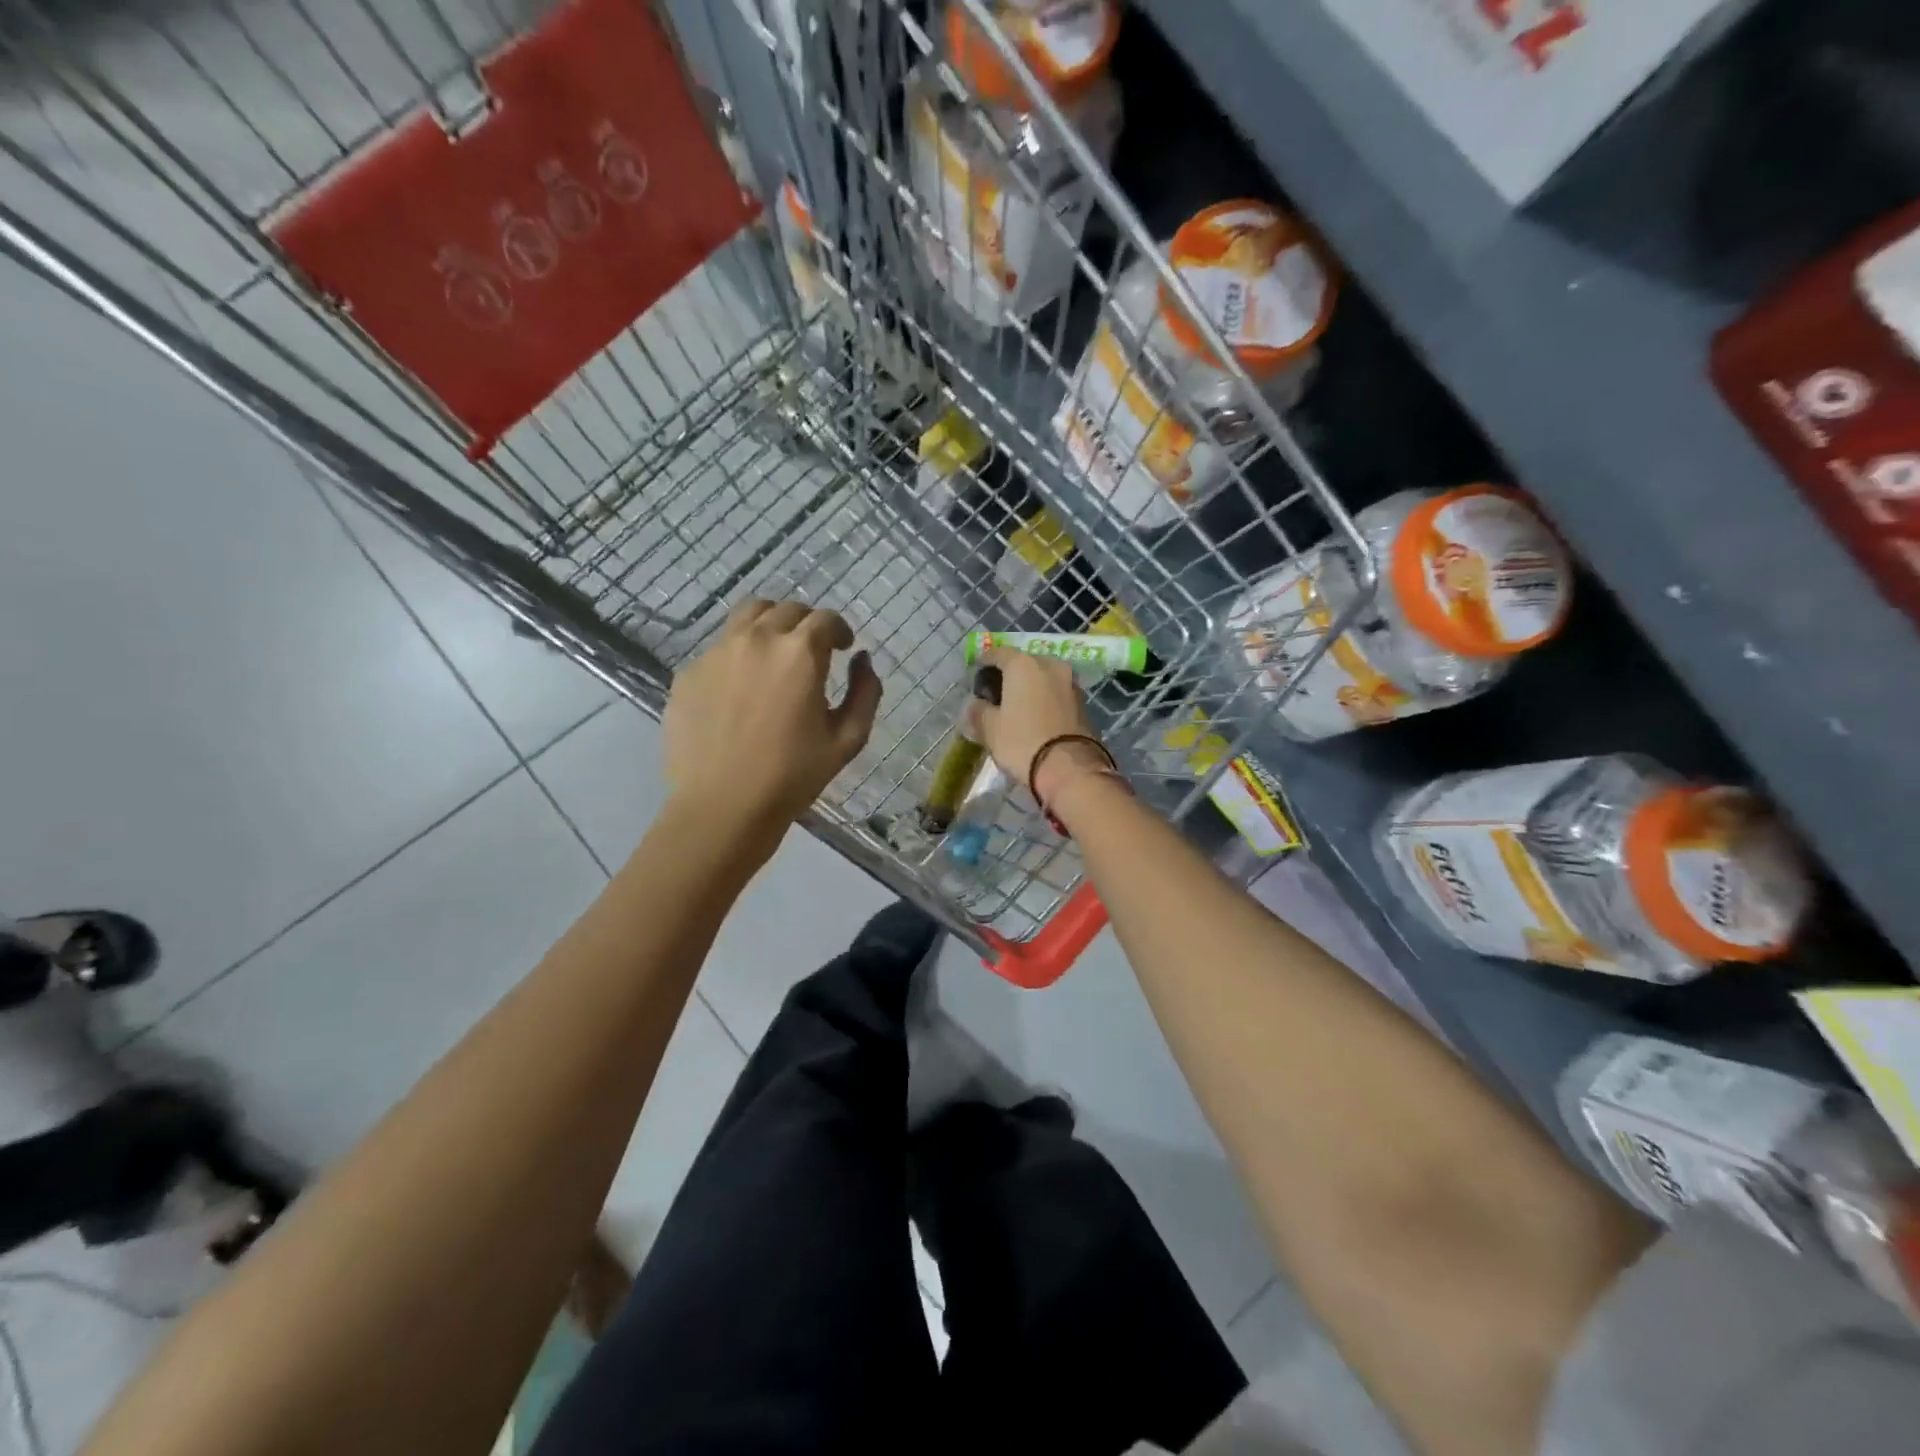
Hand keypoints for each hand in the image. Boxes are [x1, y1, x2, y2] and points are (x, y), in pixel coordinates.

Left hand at [663, 600, 881, 839]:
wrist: (723, 806)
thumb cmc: (793, 776)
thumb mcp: (848, 739)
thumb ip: (865, 692)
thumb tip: (862, 660)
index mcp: (800, 653)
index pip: (826, 619)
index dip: (840, 630)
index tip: (843, 647)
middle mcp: (757, 639)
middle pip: (786, 609)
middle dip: (806, 624)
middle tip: (811, 650)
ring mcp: (717, 653)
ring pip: (747, 616)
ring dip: (770, 625)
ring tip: (774, 653)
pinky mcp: (689, 673)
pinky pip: (719, 648)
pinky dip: (738, 654)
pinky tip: (741, 688)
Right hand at [971, 648, 1108, 808]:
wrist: (1071, 770)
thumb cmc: (1023, 743)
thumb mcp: (990, 729)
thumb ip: (978, 711)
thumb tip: (976, 705)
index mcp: (1023, 664)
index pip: (997, 654)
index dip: (983, 664)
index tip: (975, 679)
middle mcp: (1050, 664)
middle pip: (1023, 663)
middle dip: (1008, 676)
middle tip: (995, 695)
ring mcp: (1070, 682)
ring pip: (1042, 678)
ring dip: (1029, 688)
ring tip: (1016, 707)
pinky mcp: (1083, 702)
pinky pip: (1056, 693)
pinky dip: (1044, 699)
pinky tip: (1035, 716)